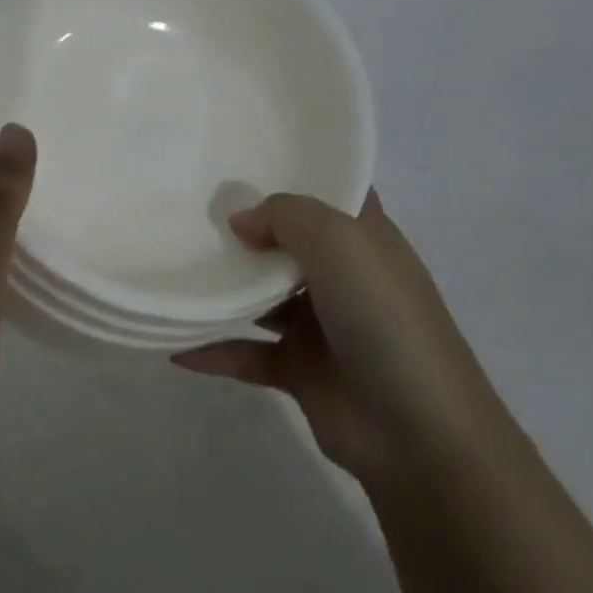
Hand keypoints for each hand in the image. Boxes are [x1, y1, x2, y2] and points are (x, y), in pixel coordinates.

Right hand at [173, 192, 483, 478]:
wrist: (417, 431)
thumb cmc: (383, 318)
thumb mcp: (339, 243)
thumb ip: (284, 216)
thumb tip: (240, 221)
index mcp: (364, 240)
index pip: (332, 194)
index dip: (295, 175)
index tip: (240, 161)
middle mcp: (343, 277)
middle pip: (287, 243)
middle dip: (245, 230)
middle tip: (188, 212)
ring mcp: (322, 326)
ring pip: (262, 298)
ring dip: (225, 290)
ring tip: (175, 270)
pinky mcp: (300, 370)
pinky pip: (247, 353)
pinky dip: (214, 350)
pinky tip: (177, 347)